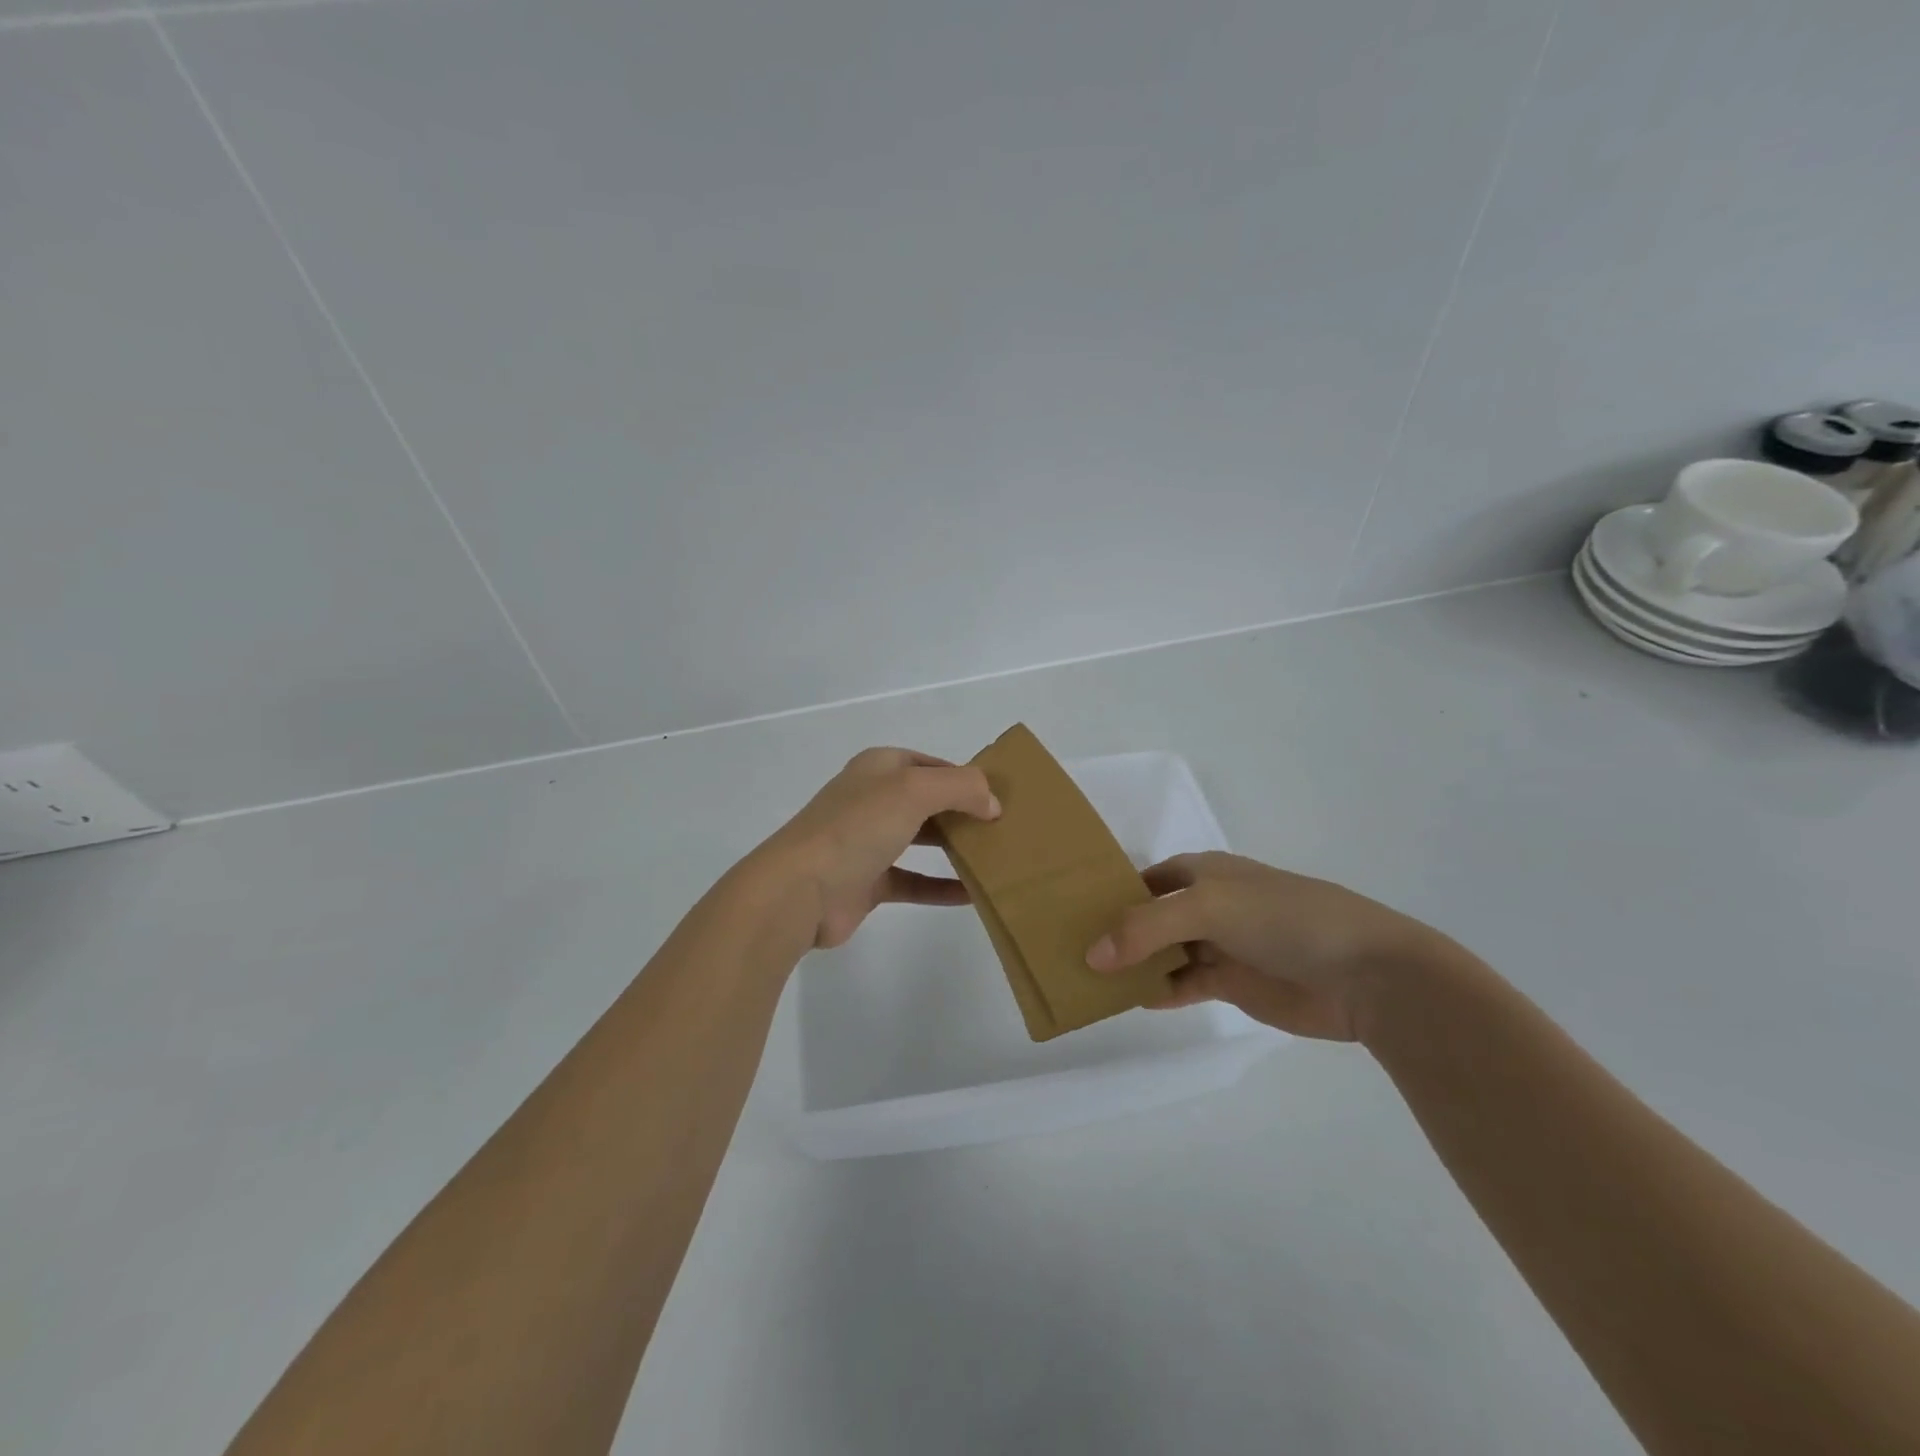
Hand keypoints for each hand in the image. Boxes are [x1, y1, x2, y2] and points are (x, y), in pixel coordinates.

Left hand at [757, 748, 1000, 949]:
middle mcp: (872, 800)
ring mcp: (868, 842)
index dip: (965, 777)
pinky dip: (940, 887)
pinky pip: (914, 881)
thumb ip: (961, 788)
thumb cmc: (857, 827)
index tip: (1000, 797)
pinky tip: (973, 895)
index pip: (931, 765)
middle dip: (963, 811)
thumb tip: (992, 804)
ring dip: (955, 847)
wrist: (800, 890)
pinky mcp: (868, 882)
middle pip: (928, 801)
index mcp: (878, 768)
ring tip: (995, 857)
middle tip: (1003, 828)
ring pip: (921, 839)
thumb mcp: (914, 790)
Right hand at [1084, 851, 1453, 1040]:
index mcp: (1203, 871)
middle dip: (1115, 931)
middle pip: (1149, 917)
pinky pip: (1183, 984)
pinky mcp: (1233, 983)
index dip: (1110, 891)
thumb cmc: (1284, 918)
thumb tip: (1091, 955)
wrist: (1365, 973)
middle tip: (1067, 949)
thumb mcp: (1209, 907)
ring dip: (1132, 964)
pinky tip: (1132, 1000)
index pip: (1144, 878)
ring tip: (1087, 978)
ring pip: (1163, 953)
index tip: (1069, 909)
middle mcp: (1207, 904)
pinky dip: (1159, 990)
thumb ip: (1146, 928)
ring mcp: (1220, 945)